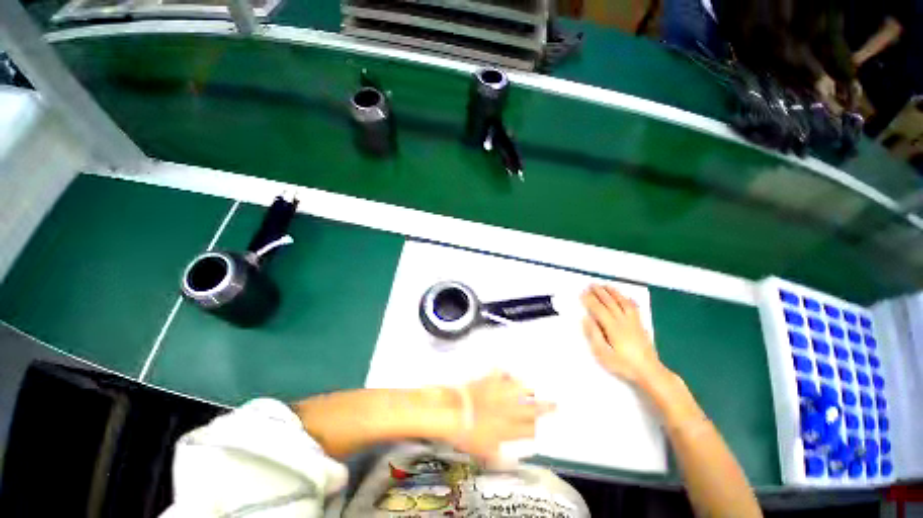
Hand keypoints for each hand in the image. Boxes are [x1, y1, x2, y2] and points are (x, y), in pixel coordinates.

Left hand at [449, 371, 554, 462]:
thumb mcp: (483, 452)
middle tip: (555, 403)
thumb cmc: (467, 435)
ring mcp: (500, 393)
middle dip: (546, 407)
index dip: (539, 428)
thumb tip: (508, 459)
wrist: (454, 412)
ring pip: (520, 388)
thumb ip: (499, 455)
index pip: (530, 429)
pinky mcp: (490, 381)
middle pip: (532, 408)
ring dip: (527, 388)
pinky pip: (501, 373)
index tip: (544, 427)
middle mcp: (509, 410)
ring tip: (533, 387)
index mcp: (509, 429)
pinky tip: (507, 372)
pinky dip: (504, 373)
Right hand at [581, 284, 662, 383]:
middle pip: (610, 303)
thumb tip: (587, 318)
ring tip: (606, 285)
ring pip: (623, 302)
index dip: (590, 300)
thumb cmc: (624, 365)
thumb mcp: (603, 354)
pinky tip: (626, 297)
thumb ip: (594, 335)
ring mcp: (634, 322)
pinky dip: (628, 300)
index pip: (599, 309)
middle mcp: (623, 321)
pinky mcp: (640, 325)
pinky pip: (634, 308)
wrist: (650, 372)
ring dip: (613, 292)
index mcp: (613, 328)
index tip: (582, 293)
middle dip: (600, 292)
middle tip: (591, 285)